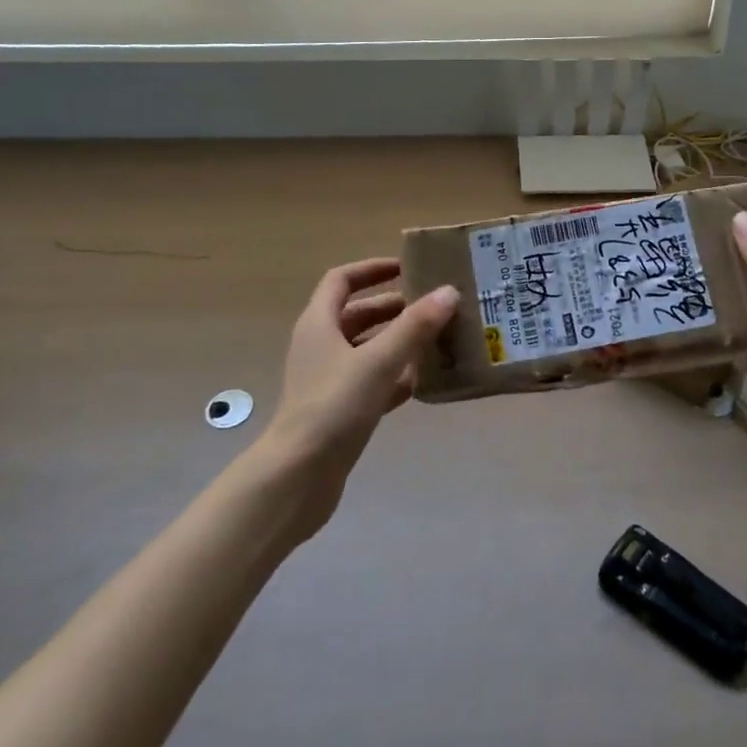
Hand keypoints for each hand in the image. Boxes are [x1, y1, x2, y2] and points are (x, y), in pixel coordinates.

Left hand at [258, 258, 458, 535]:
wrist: (298, 477)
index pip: (342, 280)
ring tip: (438, 339)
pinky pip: (372, 382)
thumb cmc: (333, 407)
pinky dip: (396, 377)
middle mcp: (320, 346)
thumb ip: (414, 327)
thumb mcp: (378, 361)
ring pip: (367, 350)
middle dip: (394, 308)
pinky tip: (425, 381)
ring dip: (399, 342)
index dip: (372, 269)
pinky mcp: (339, 411)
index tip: (407, 268)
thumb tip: (449, 291)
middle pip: (358, 314)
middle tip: (434, 306)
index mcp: (319, 323)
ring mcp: (328, 380)